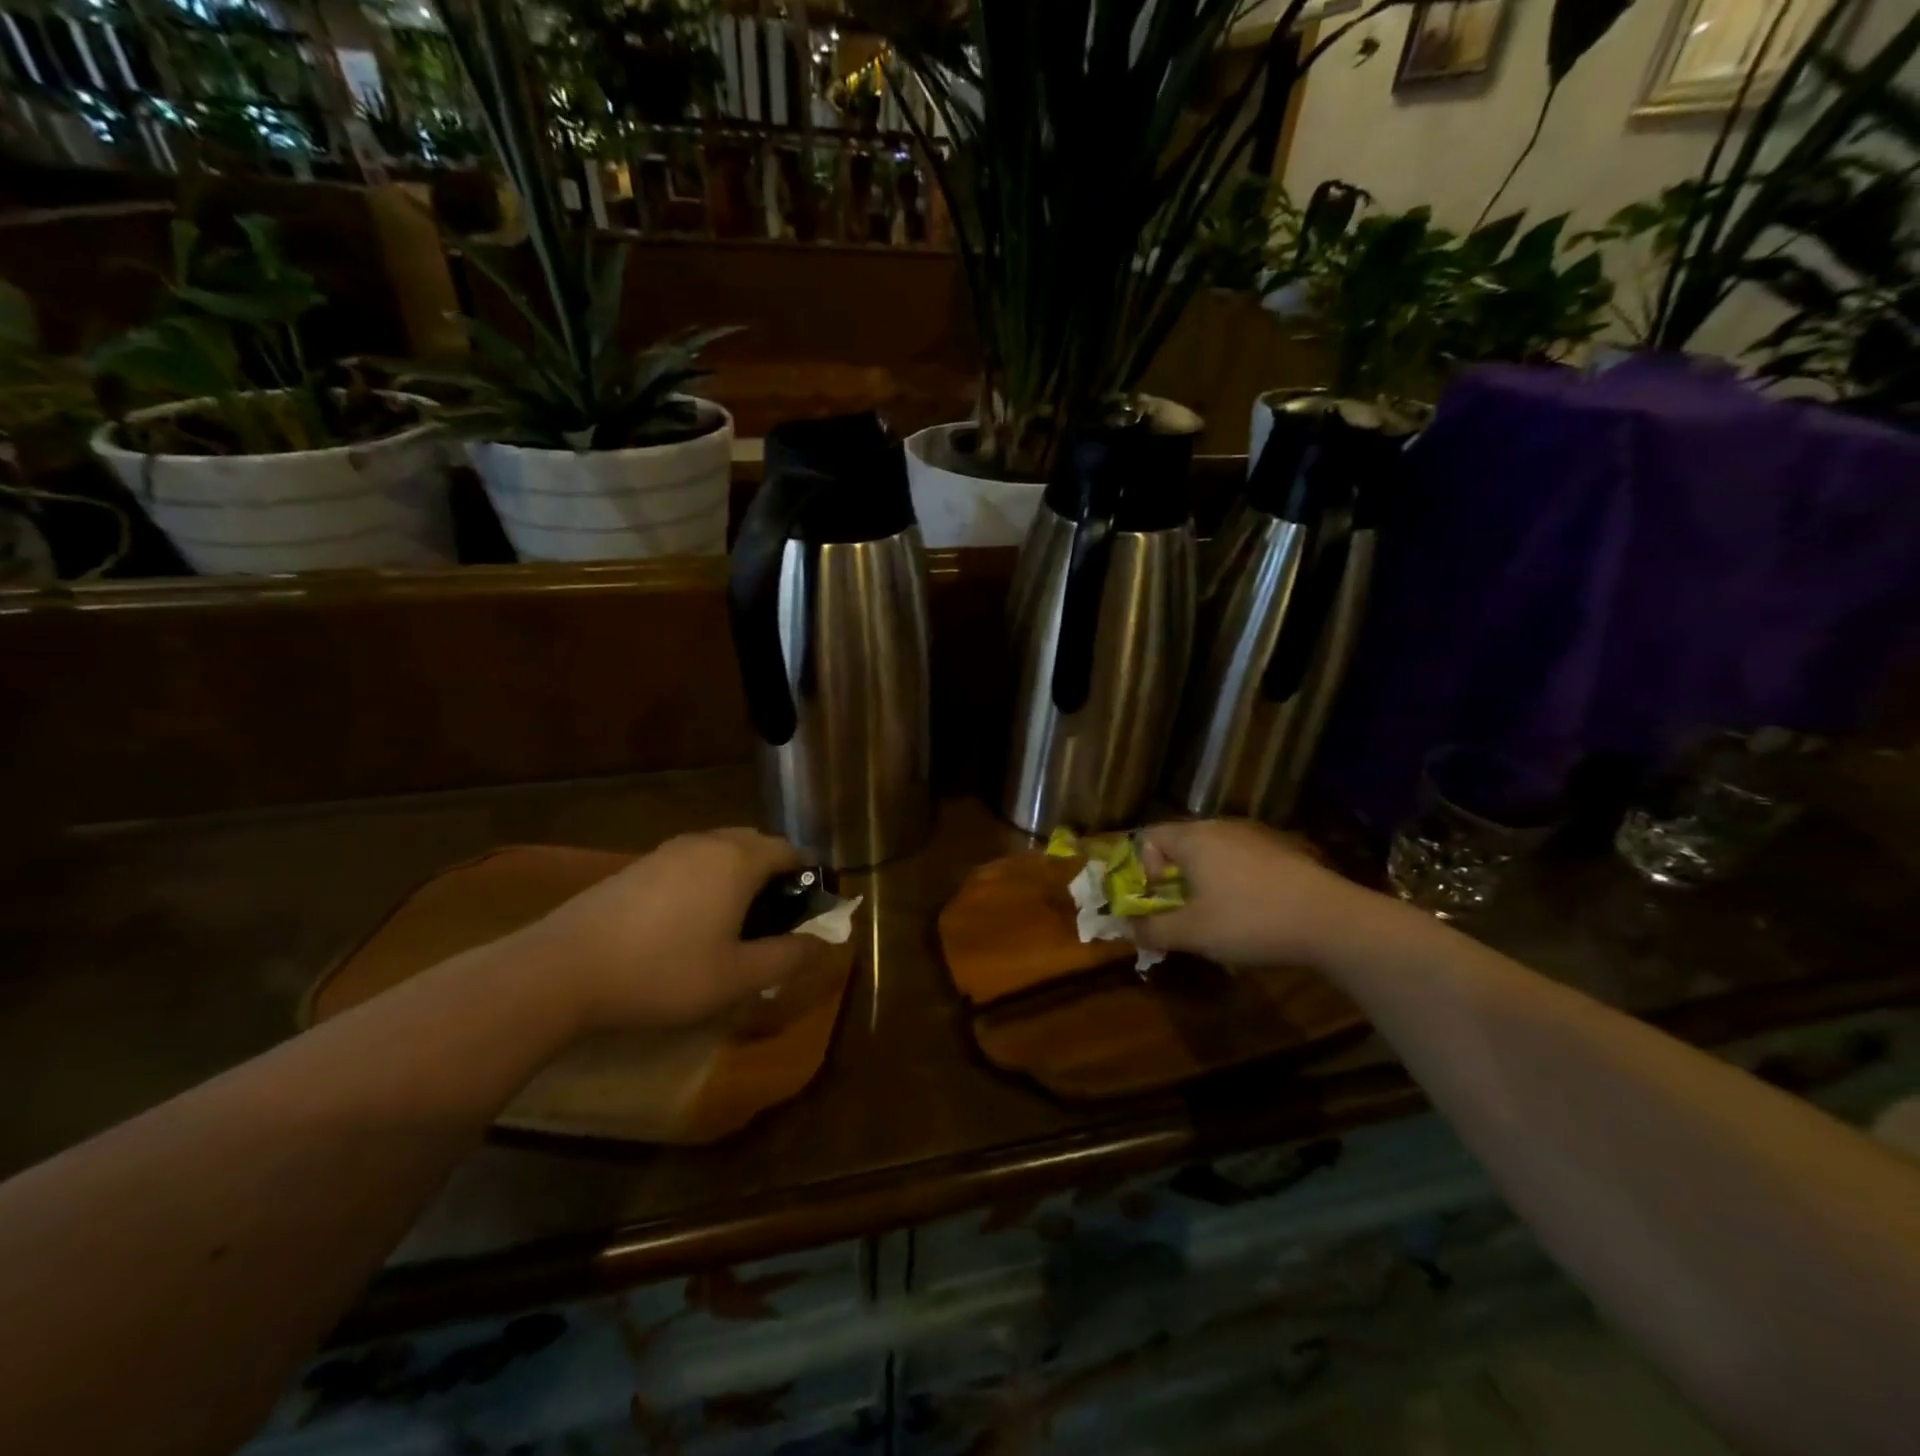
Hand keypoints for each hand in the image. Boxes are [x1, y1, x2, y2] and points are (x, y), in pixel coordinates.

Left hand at [515, 828, 833, 1033]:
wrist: (563, 969)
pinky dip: (710, 878)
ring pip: (722, 850)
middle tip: (780, 915)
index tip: (814, 906)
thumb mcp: (737, 977)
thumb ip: (788, 957)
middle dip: (776, 871)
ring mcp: (669, 850)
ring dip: (741, 873)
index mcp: (738, 860)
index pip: (790, 850)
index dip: (809, 875)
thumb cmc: (664, 972)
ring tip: (739, 918)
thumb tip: (822, 943)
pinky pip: (692, 861)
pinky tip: (694, 919)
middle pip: (757, 843)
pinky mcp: (639, 866)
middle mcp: (707, 843)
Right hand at [1135, 819, 1375, 968]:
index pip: (1148, 836)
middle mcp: (1220, 827)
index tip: (1156, 899)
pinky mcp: (1281, 851)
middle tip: (1178, 911)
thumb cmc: (1249, 921)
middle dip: (1171, 877)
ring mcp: (1254, 836)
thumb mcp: (1193, 933)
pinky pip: (1240, 860)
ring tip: (1213, 915)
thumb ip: (1153, 929)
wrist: (1331, 921)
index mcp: (1193, 838)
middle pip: (1180, 843)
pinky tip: (1249, 912)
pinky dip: (1232, 881)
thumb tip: (1126, 927)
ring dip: (1202, 880)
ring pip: (1212, 852)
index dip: (1142, 868)